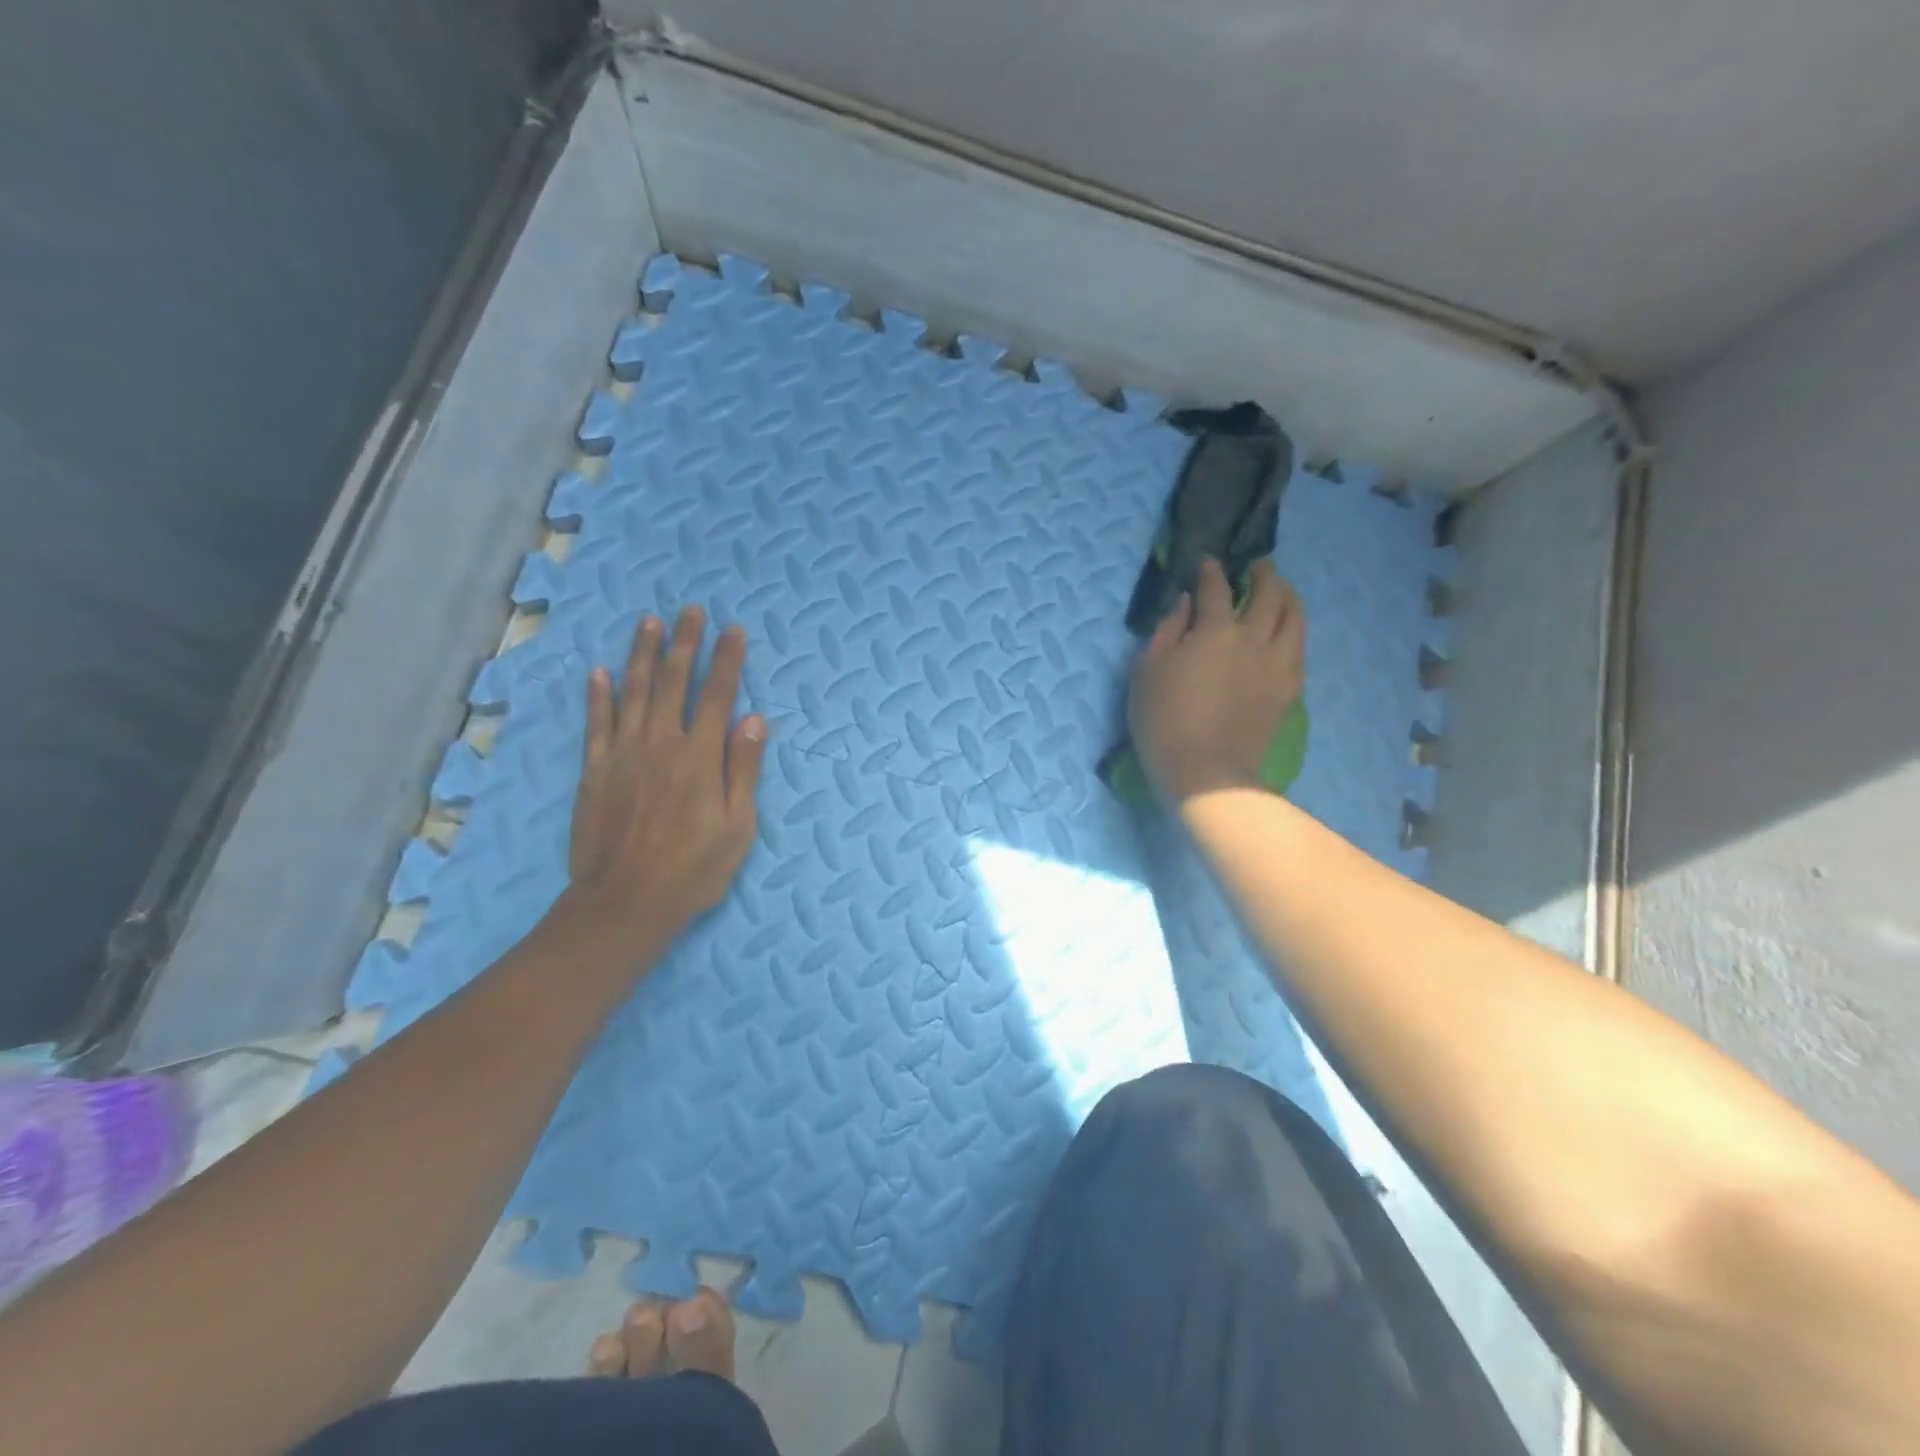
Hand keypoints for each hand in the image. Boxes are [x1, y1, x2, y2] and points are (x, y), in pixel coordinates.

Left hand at [563, 606, 767, 953]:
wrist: (625, 902)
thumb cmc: (693, 869)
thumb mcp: (737, 826)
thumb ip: (743, 769)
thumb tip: (753, 719)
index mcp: (700, 757)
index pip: (717, 695)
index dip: (726, 660)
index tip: (733, 630)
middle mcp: (661, 743)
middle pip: (673, 682)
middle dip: (684, 643)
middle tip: (690, 611)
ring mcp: (623, 754)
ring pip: (633, 692)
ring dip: (641, 654)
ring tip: (649, 623)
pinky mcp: (595, 770)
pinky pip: (596, 723)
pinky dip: (598, 695)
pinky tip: (599, 672)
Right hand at [1127, 557, 1304, 804]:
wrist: (1204, 770)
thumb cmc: (1163, 720)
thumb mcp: (1147, 671)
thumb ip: (1167, 631)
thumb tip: (1186, 604)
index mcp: (1215, 631)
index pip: (1216, 588)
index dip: (1211, 571)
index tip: (1207, 562)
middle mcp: (1253, 638)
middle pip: (1269, 594)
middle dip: (1263, 575)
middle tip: (1259, 568)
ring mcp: (1276, 664)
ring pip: (1294, 618)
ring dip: (1289, 598)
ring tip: (1283, 592)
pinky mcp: (1288, 689)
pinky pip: (1300, 650)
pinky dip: (1294, 632)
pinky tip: (1288, 633)